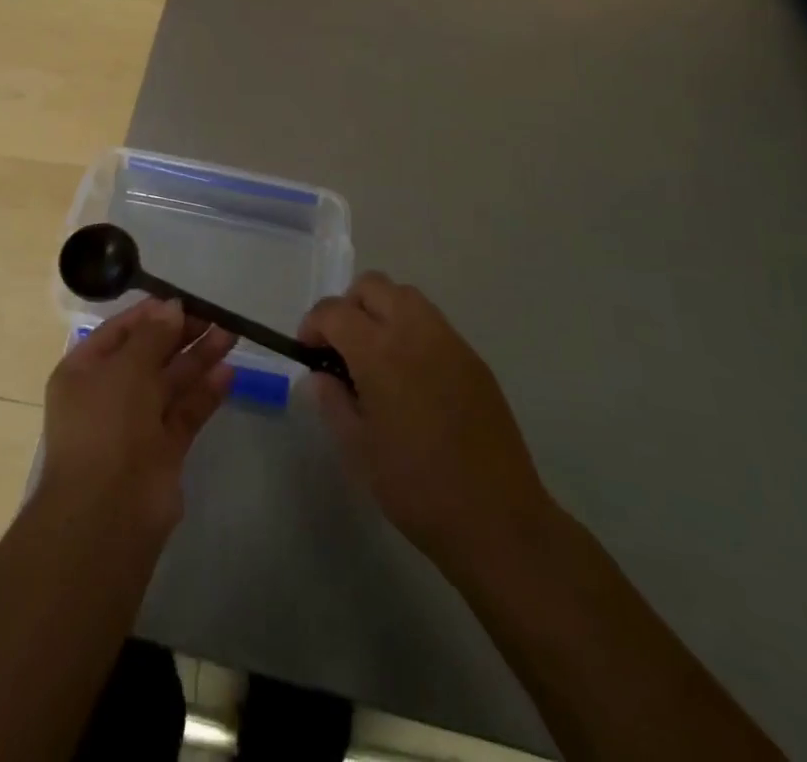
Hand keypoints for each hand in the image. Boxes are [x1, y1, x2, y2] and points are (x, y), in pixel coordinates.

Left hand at [40, 299, 236, 541]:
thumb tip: (172, 307)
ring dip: (198, 358)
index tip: (183, 301)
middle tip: (215, 315)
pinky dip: (205, 393)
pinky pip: (185, 412)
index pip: (119, 332)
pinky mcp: (163, 450)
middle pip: (148, 355)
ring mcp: (136, 424)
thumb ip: (153, 335)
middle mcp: (108, 394)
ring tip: (230, 334)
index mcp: (84, 372)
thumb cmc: (107, 425)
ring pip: (170, 382)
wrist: (109, 512)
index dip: (150, 315)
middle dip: (180, 334)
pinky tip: (228, 372)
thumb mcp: (126, 368)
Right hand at [300, 273, 555, 577]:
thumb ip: (332, 401)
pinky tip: (410, 376)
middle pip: (372, 286)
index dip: (313, 324)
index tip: (307, 352)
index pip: (334, 311)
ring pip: (405, 296)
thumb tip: (320, 376)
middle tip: (341, 348)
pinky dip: (410, 331)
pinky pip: (433, 323)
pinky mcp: (474, 359)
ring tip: (375, 357)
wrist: (498, 520)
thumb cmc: (416, 488)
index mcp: (380, 352)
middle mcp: (415, 332)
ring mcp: (450, 342)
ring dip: (381, 311)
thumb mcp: (357, 449)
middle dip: (347, 306)